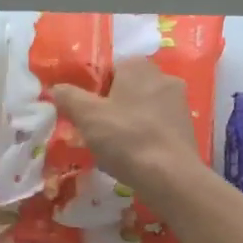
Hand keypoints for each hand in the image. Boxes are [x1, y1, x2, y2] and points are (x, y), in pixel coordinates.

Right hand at [50, 59, 201, 194]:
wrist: (170, 177)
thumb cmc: (126, 138)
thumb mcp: (87, 116)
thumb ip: (68, 96)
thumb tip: (56, 88)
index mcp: (138, 66)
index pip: (108, 69)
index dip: (92, 91)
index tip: (84, 114)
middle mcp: (163, 77)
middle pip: (126, 89)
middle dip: (110, 108)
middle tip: (95, 132)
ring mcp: (179, 102)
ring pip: (142, 109)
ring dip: (127, 123)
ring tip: (114, 149)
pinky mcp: (187, 126)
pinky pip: (156, 126)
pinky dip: (144, 137)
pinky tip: (135, 157)